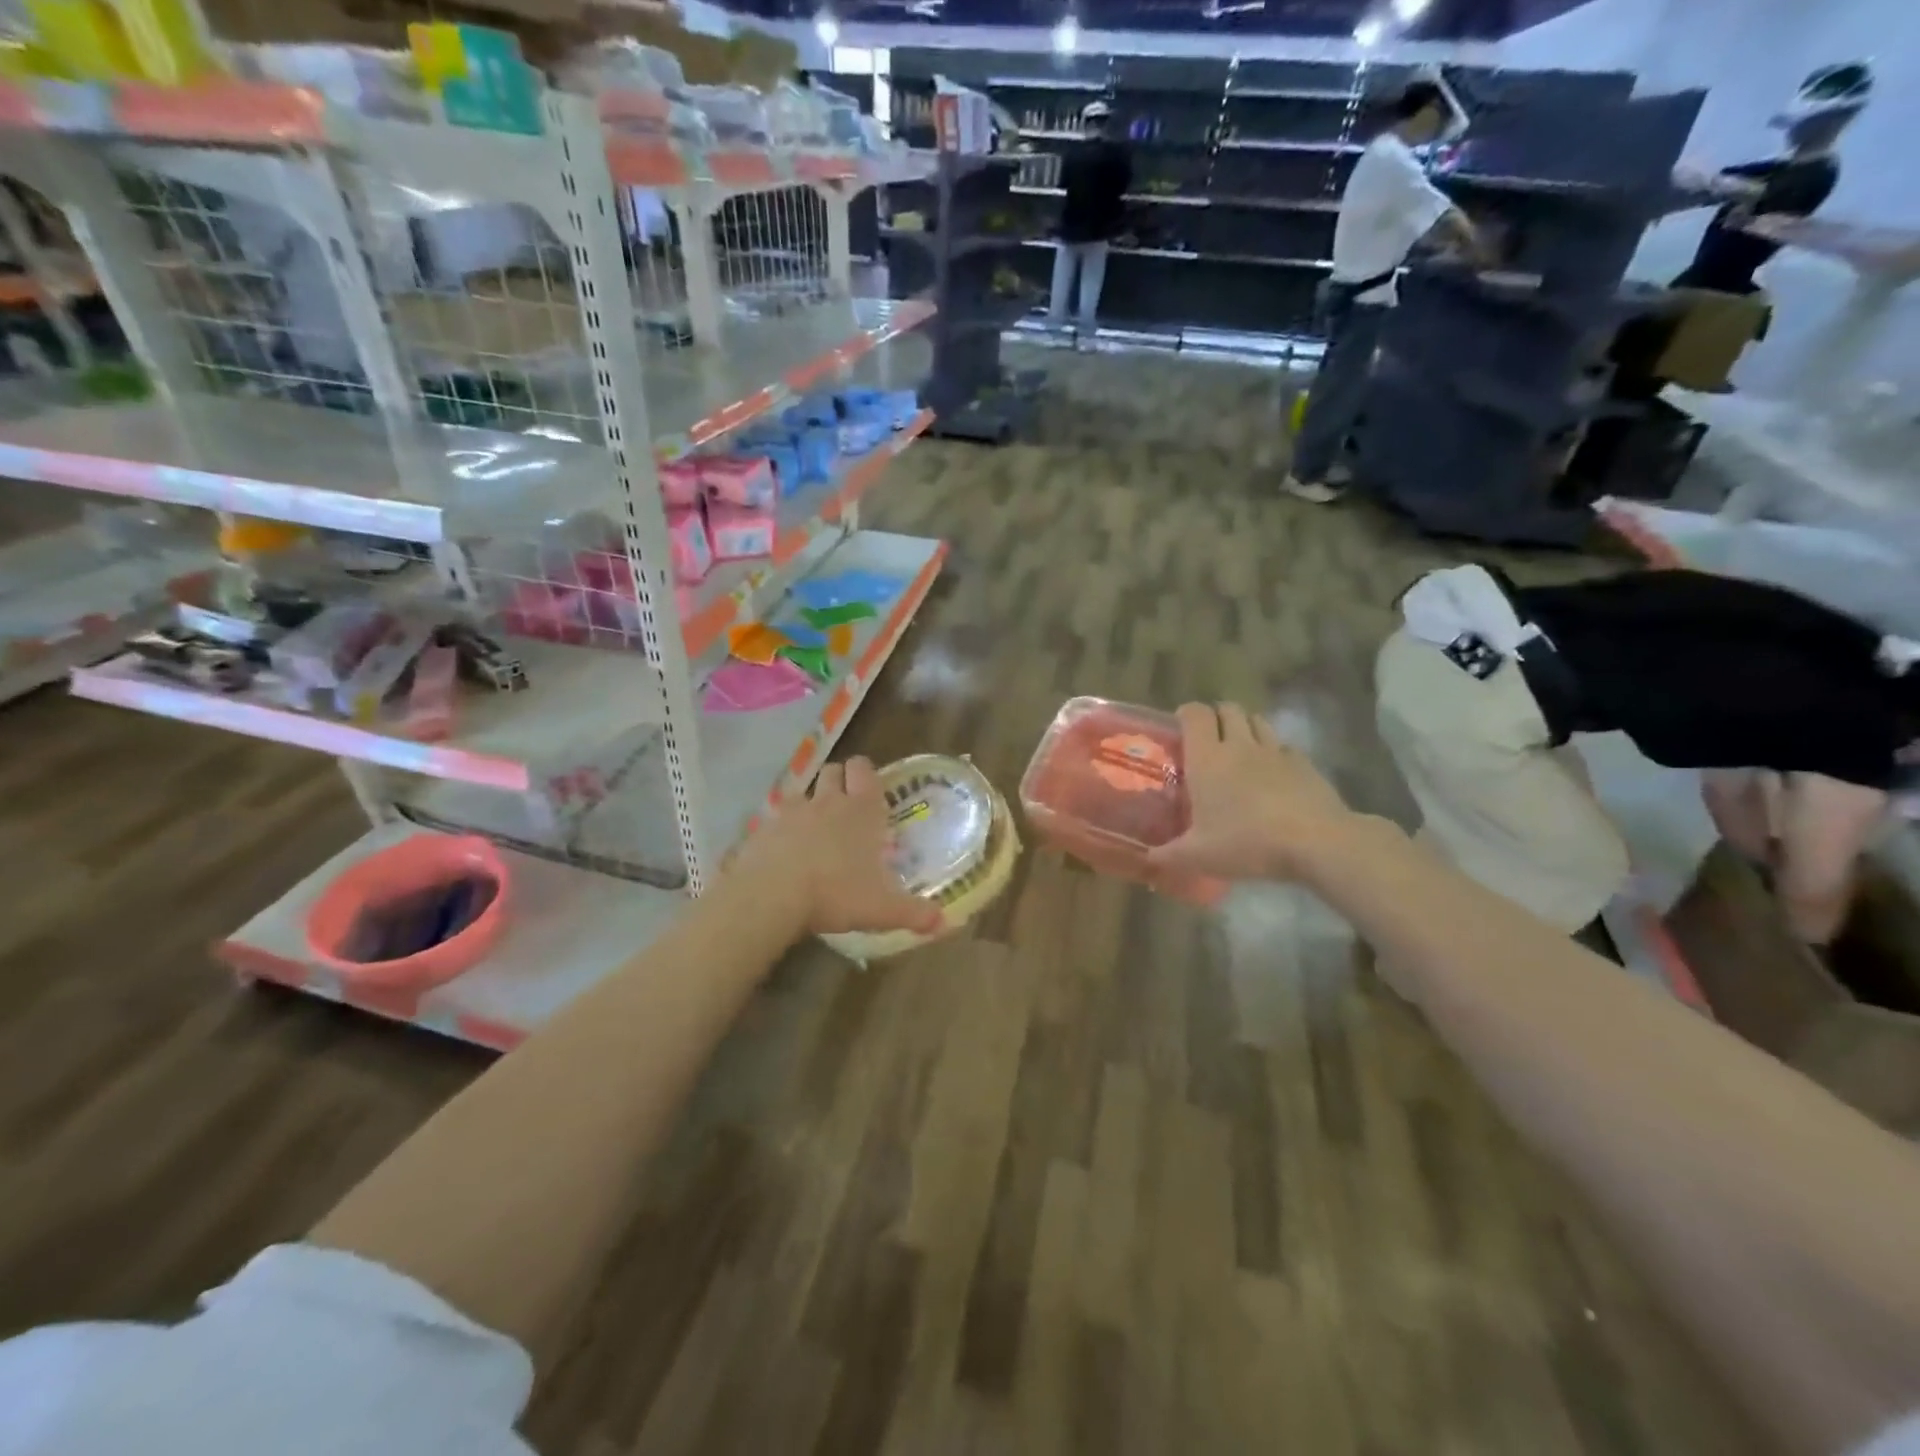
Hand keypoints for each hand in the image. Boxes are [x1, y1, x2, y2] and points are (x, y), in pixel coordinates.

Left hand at [731, 757, 943, 940]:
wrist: (770, 896)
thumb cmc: (835, 893)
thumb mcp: (881, 910)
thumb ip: (913, 914)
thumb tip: (943, 923)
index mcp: (860, 810)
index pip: (864, 770)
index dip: (866, 773)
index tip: (870, 787)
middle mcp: (826, 801)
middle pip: (832, 770)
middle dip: (839, 781)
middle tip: (846, 806)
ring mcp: (791, 812)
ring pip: (803, 791)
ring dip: (810, 803)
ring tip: (815, 829)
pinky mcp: (762, 828)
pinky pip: (775, 818)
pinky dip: (782, 828)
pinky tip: (784, 851)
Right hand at [1146, 702, 1358, 883]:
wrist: (1316, 842)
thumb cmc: (1247, 842)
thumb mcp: (1199, 856)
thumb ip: (1168, 855)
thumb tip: (1146, 859)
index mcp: (1207, 758)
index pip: (1195, 714)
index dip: (1187, 713)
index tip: (1180, 726)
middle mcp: (1240, 745)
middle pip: (1228, 709)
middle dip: (1217, 716)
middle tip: (1209, 739)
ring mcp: (1275, 751)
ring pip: (1257, 721)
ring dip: (1246, 727)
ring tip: (1240, 750)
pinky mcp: (1304, 763)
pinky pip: (1284, 746)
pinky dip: (1275, 752)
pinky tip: (1273, 774)